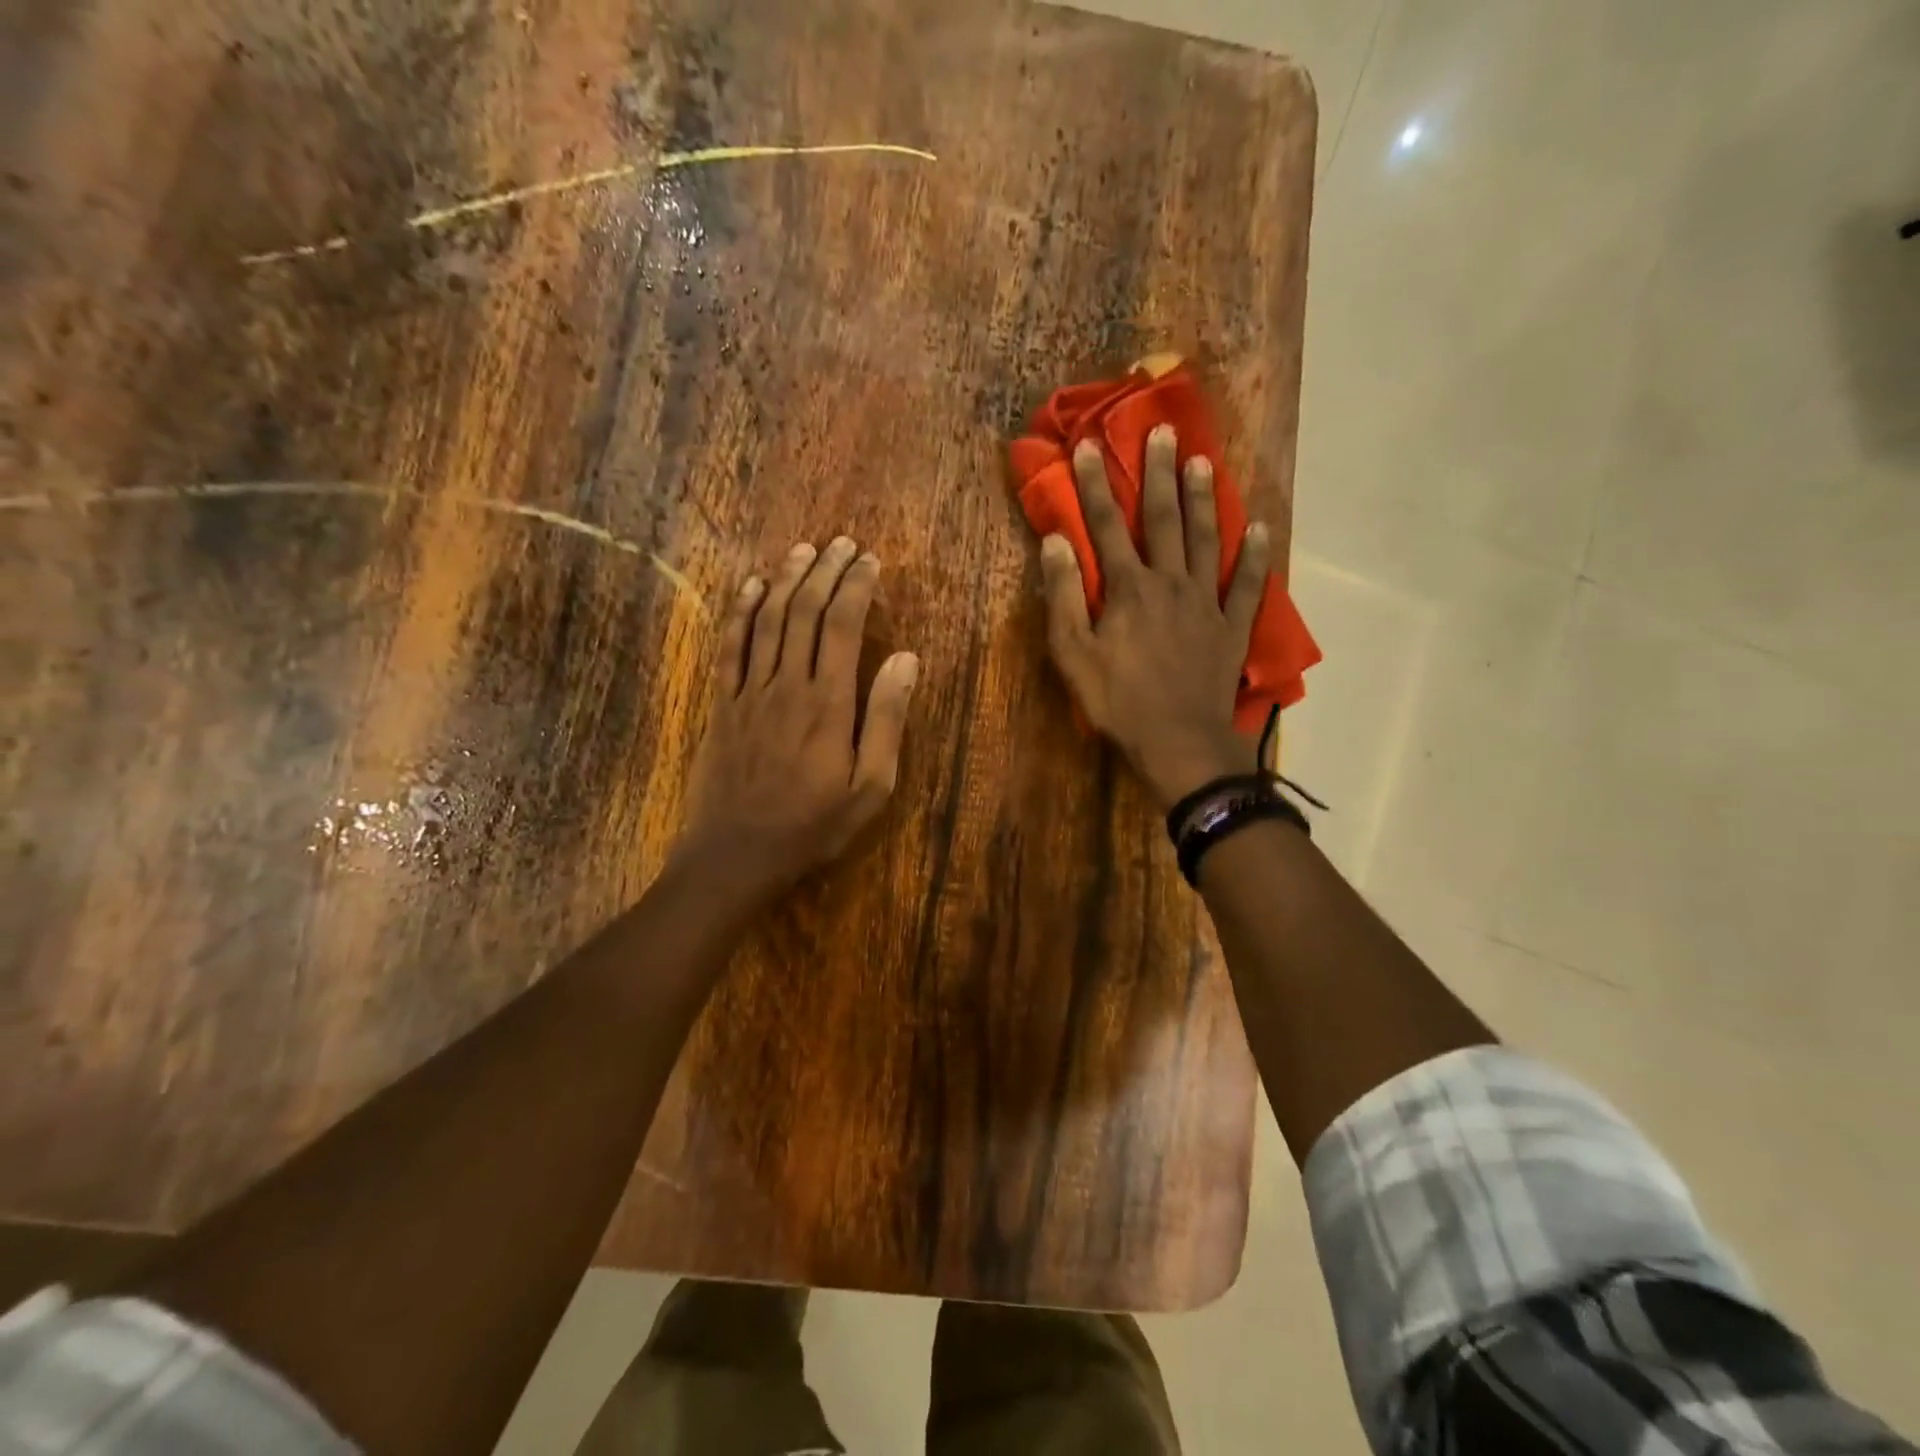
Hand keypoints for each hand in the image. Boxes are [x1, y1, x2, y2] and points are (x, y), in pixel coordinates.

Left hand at [677, 536, 919, 897]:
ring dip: (785, 580)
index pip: (841, 626)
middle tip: (841, 544)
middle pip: (803, 612)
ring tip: (803, 550)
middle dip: (824, 572)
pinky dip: (739, 612)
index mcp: (827, 703)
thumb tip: (905, 658)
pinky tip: (749, 586)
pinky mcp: (722, 705)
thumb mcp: (870, 786)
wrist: (736, 855)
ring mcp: (748, 692)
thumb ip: (887, 719)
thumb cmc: (813, 825)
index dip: (856, 587)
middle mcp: (786, 684)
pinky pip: (729, 647)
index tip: (870, 561)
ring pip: (766, 620)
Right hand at [1043, 425, 1269, 808]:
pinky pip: (1248, 584)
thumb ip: (1062, 596)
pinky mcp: (1232, 626)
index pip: (1107, 525)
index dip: (1093, 485)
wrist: (1179, 740)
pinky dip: (1256, 555)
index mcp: (1128, 588)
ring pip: (1207, 539)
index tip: (1086, 446)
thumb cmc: (1118, 701)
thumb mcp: (1072, 654)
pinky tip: (1261, 528)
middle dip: (1158, 473)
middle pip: (1164, 518)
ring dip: (1204, 498)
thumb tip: (1056, 542)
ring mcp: (1206, 602)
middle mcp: (1170, 582)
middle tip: (1162, 430)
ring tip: (1203, 461)